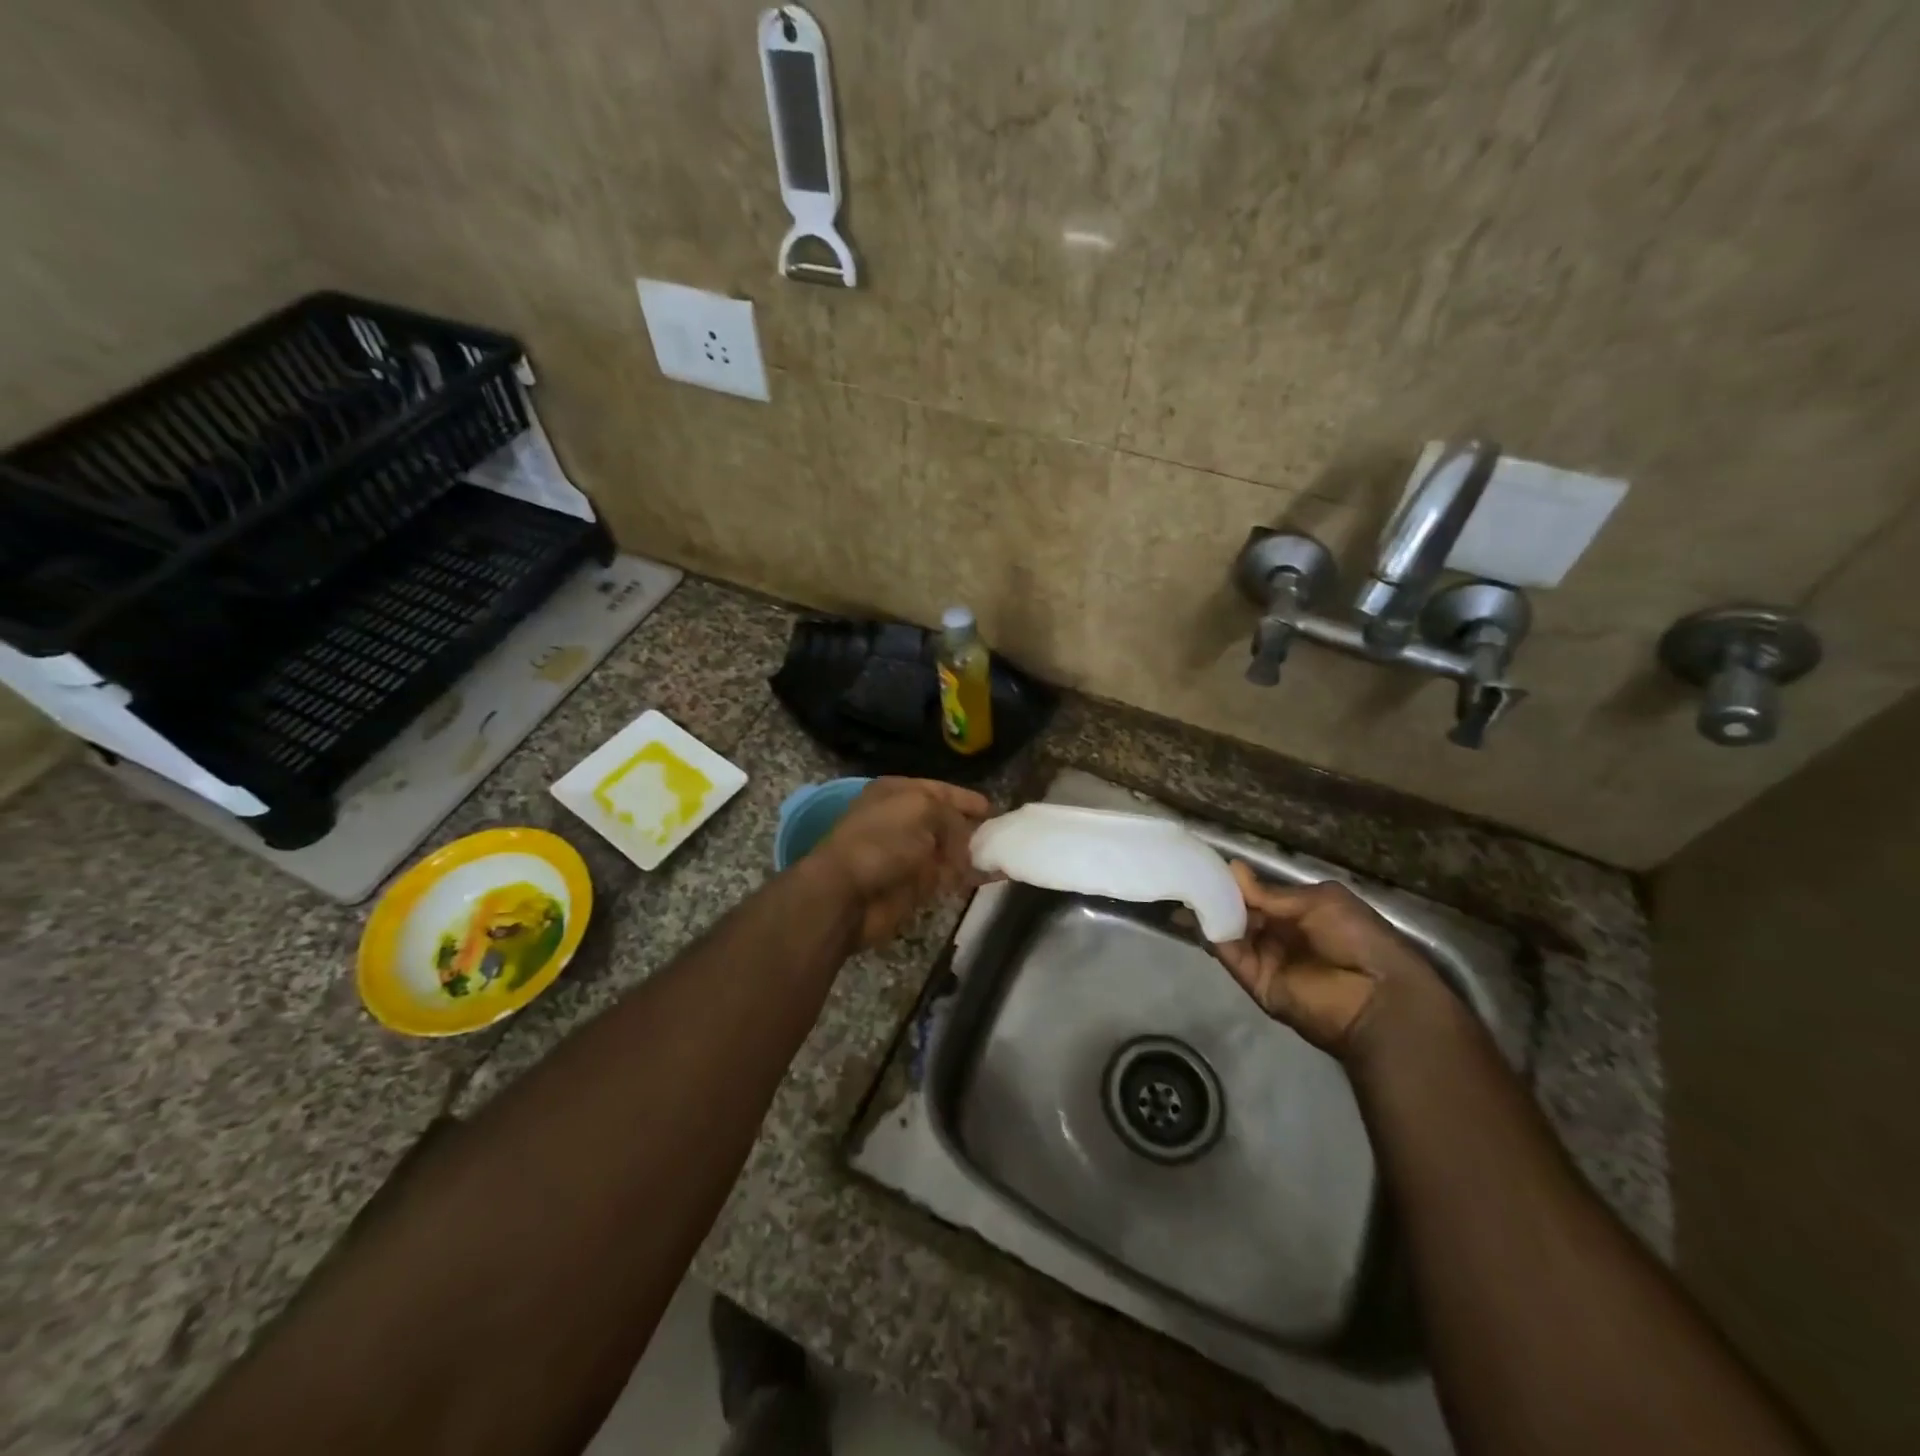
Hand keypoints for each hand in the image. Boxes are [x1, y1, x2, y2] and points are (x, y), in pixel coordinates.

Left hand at [807, 778, 991, 948]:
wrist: (847, 894)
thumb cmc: (882, 840)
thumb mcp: (922, 809)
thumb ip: (952, 817)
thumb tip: (965, 844)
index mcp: (897, 793)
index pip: (938, 790)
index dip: (964, 798)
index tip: (991, 808)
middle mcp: (903, 820)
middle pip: (946, 821)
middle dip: (972, 826)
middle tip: (1003, 832)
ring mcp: (909, 855)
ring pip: (950, 850)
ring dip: (975, 852)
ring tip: (1005, 852)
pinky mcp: (917, 886)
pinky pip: (951, 877)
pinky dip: (971, 876)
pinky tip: (995, 874)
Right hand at [1211, 861, 1450, 1062]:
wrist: (1379, 998)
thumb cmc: (1360, 939)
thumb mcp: (1322, 901)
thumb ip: (1274, 892)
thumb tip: (1233, 869)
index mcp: (1298, 913)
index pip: (1257, 894)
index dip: (1235, 881)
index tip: (1208, 863)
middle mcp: (1278, 934)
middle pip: (1239, 911)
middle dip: (1216, 894)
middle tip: (1189, 874)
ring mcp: (1264, 958)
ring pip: (1229, 930)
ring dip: (1210, 911)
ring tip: (1187, 889)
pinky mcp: (1255, 981)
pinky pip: (1229, 954)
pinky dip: (1213, 935)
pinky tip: (1199, 914)